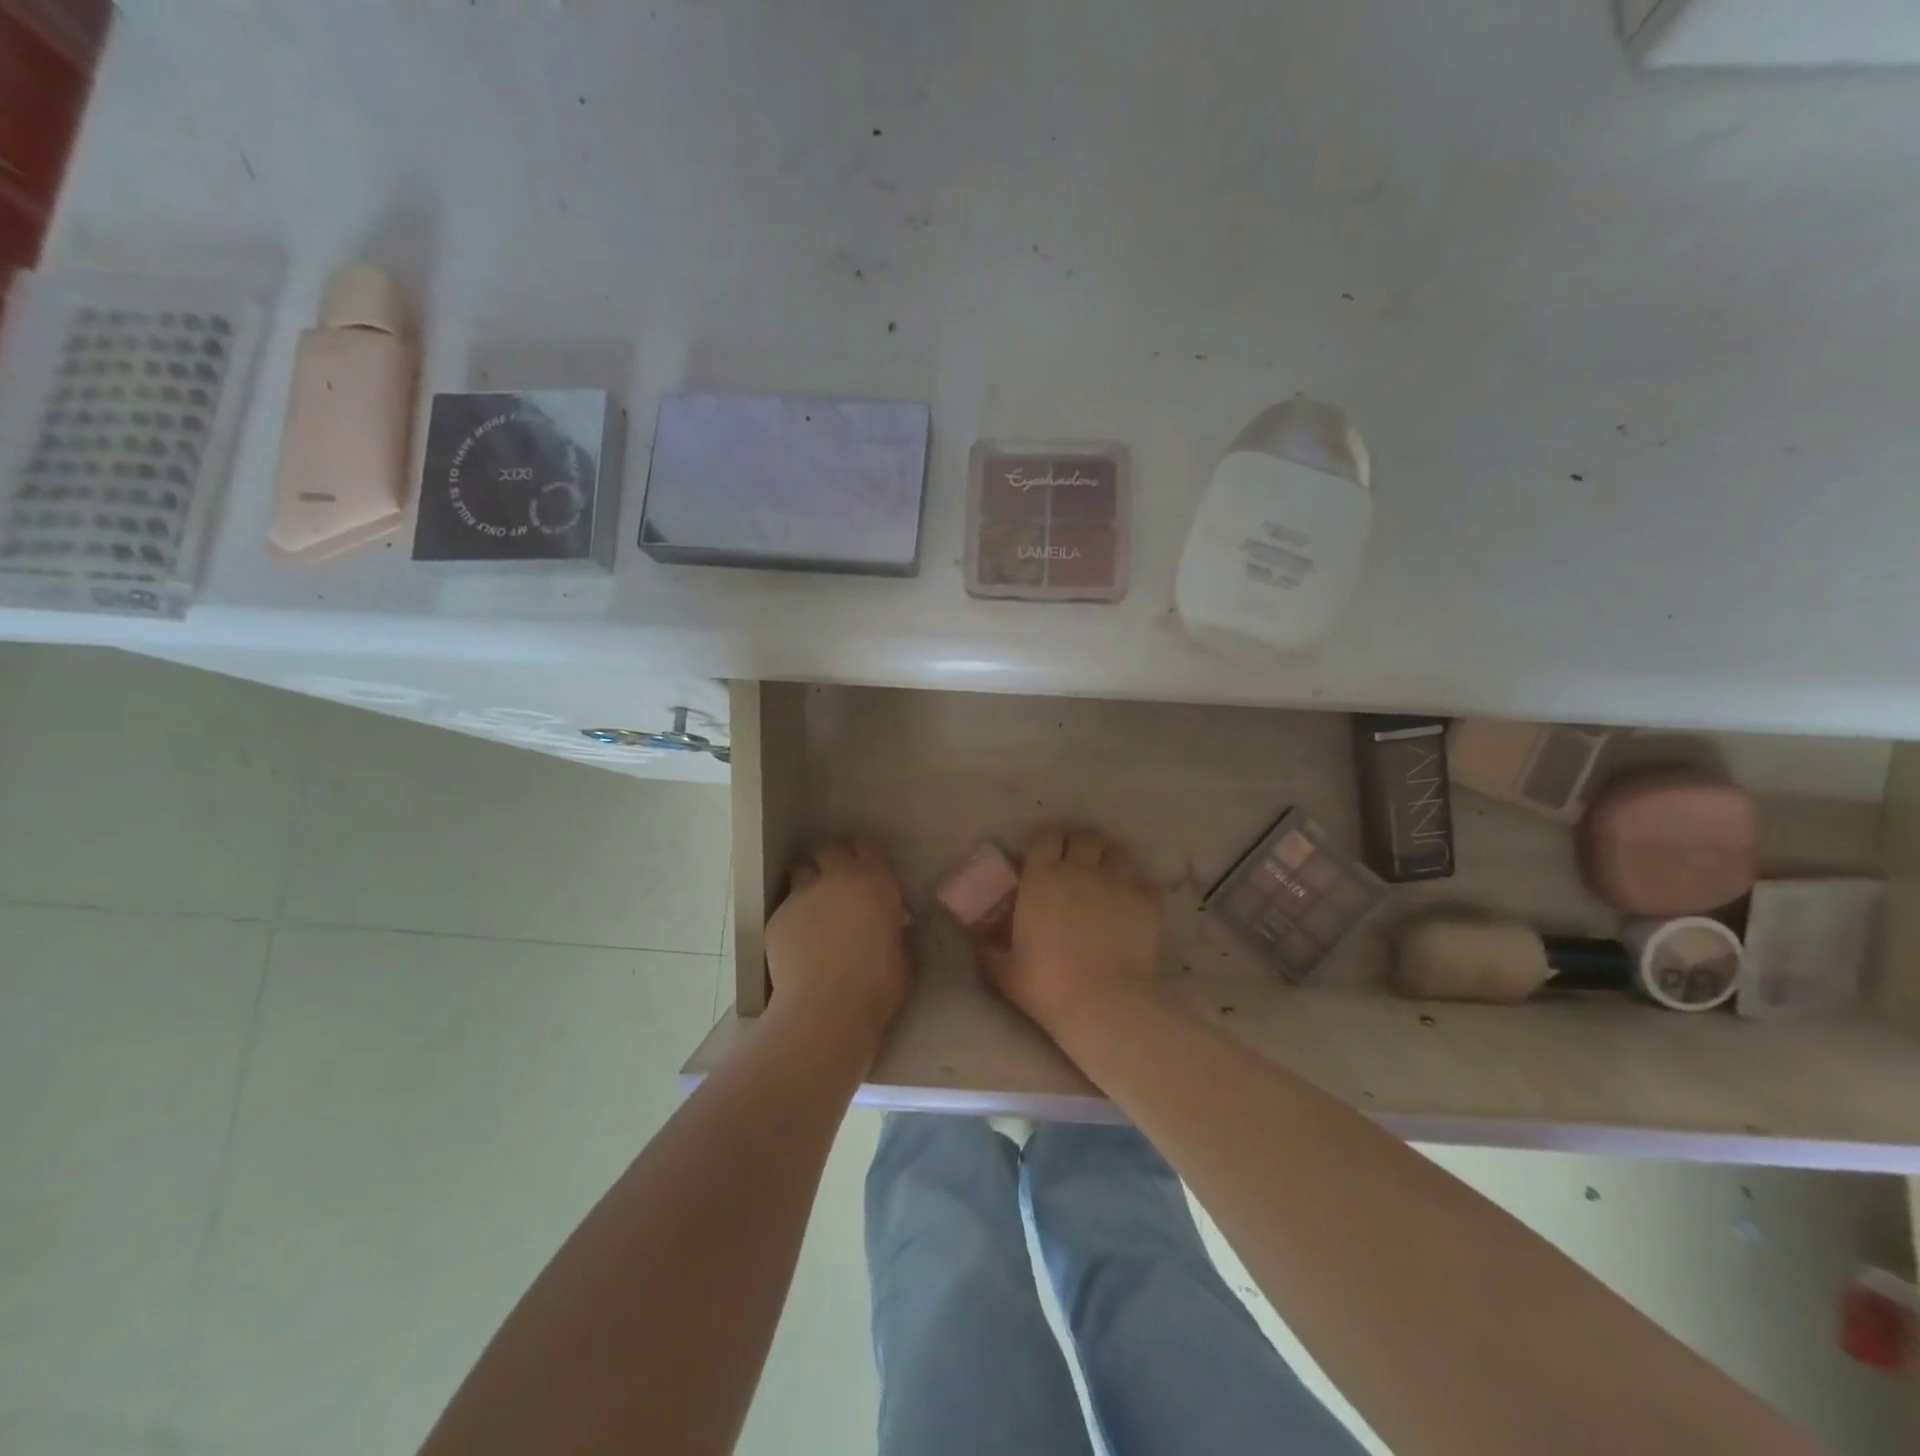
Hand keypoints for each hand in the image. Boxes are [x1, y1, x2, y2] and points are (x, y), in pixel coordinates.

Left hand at [765, 840, 909, 1045]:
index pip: (868, 847)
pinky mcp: (777, 916)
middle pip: (829, 849)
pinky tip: (797, 942)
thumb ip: (893, 930)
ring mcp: (803, 894)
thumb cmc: (877, 985)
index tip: (866, 868)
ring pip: (801, 871)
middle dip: (831, 860)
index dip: (864, 855)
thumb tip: (890, 927)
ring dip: (808, 882)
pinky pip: (786, 907)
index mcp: (876, 882)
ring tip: (813, 907)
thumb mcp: (901, 953)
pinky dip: (793, 917)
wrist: (826, 1009)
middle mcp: (838, 878)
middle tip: (836, 882)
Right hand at [980, 828, 1160, 1034]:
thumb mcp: (1003, 970)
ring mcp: (1117, 882)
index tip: (1045, 858)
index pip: (1047, 837)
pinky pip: (1142, 881)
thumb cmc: (1046, 986)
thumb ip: (988, 947)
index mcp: (1042, 878)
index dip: (1048, 844)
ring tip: (1106, 881)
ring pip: (1116, 852)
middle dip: (1080, 846)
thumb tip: (975, 938)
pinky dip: (1135, 889)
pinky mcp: (1146, 900)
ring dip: (1108, 862)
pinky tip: (1130, 907)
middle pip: (1085, 837)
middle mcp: (1080, 869)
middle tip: (1077, 866)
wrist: (1104, 1006)